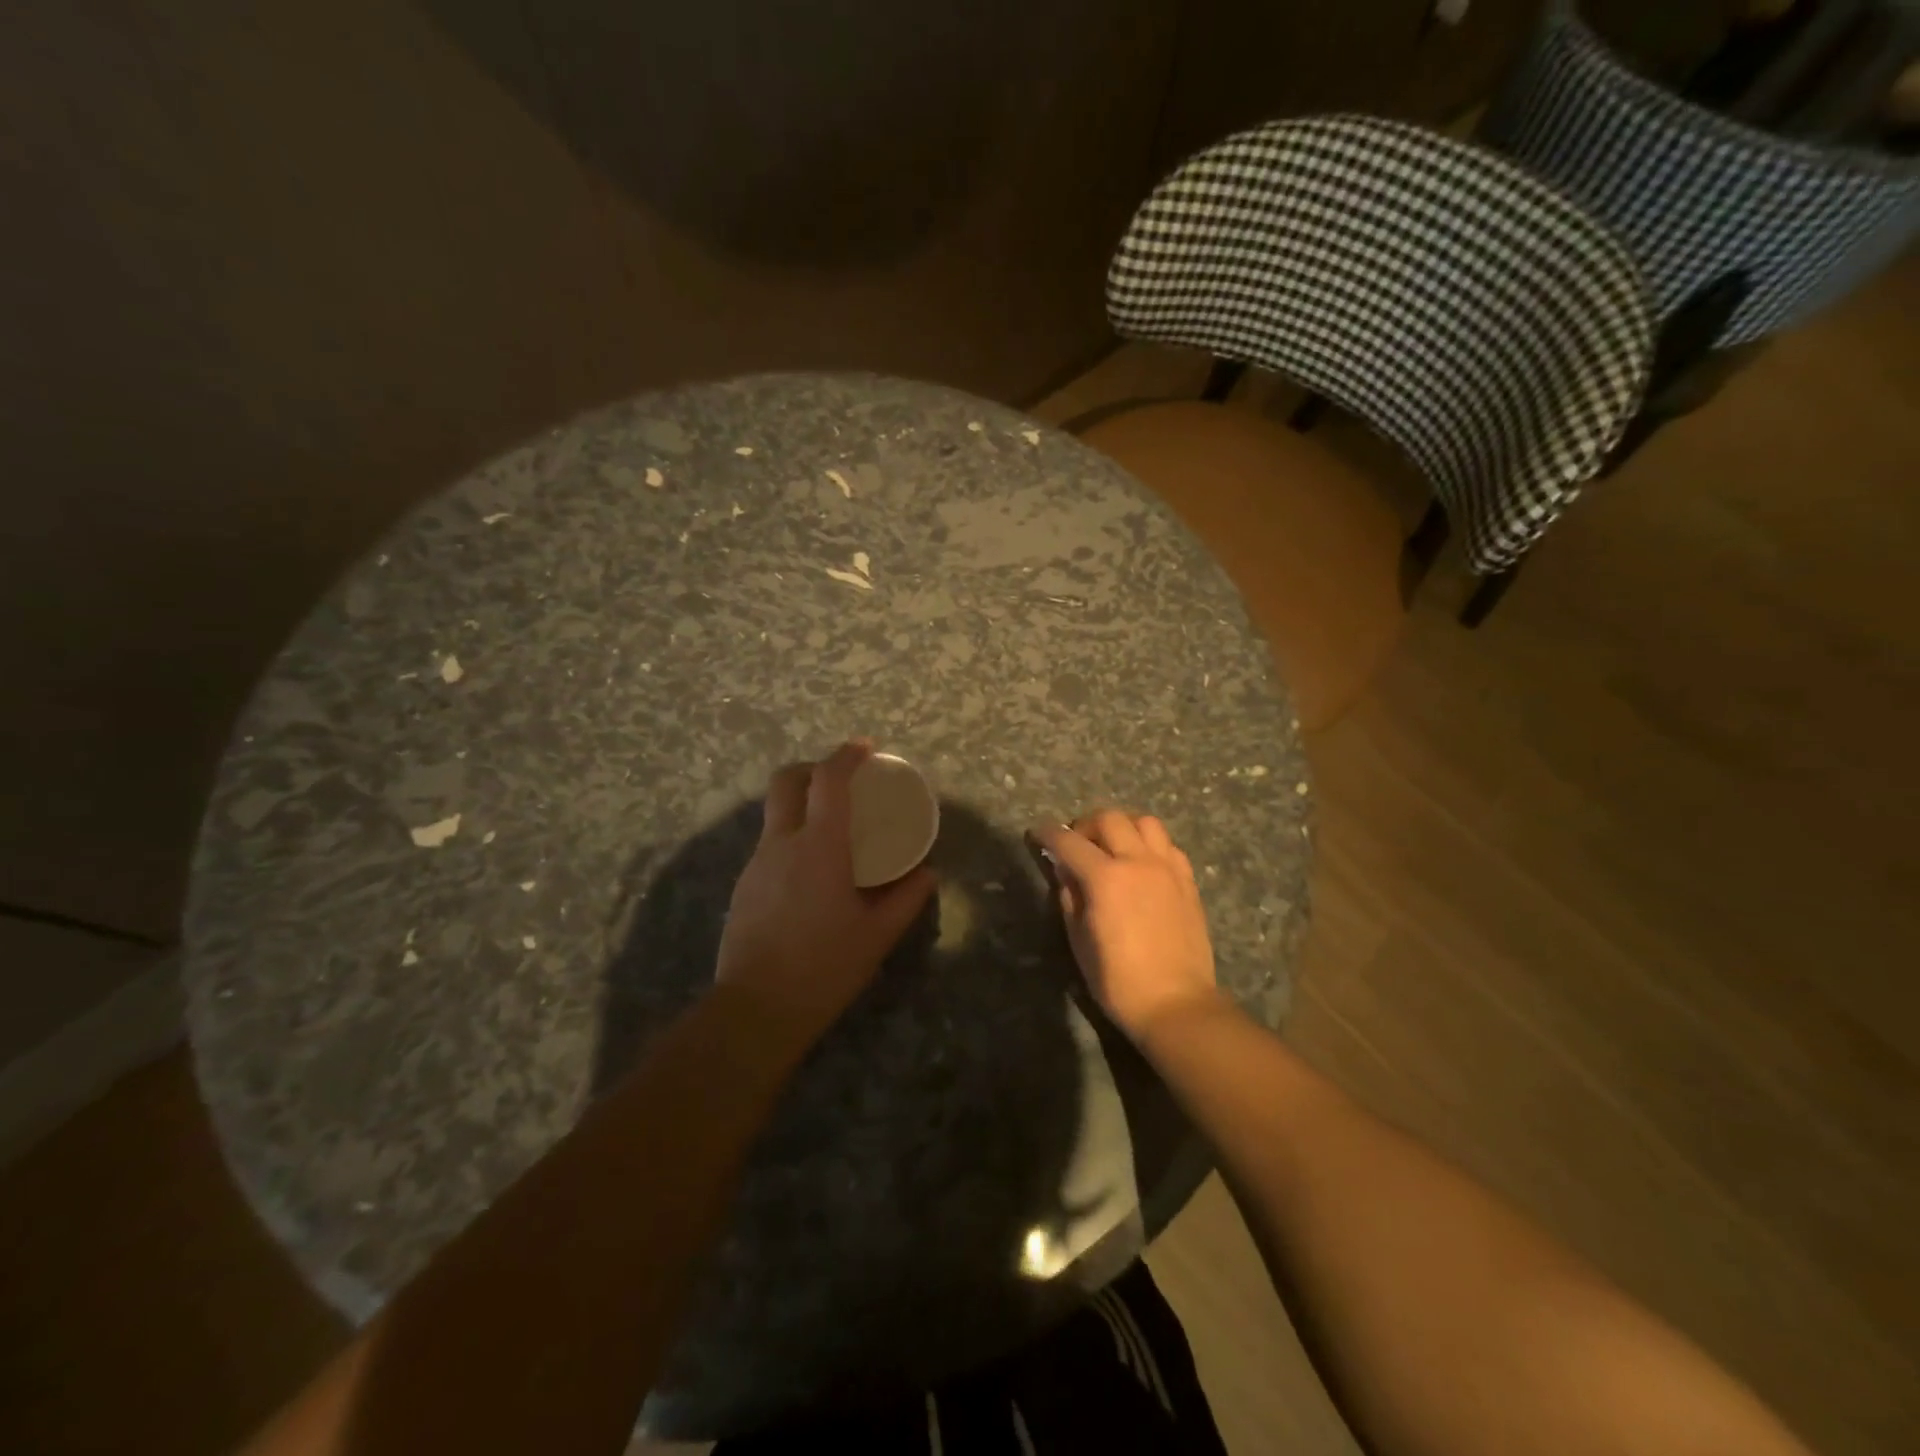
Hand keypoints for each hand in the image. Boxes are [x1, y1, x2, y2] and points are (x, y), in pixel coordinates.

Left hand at [715, 740, 936, 1042]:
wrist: (755, 1010)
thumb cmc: (824, 967)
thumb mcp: (876, 936)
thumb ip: (906, 900)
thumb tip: (927, 874)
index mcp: (819, 847)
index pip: (828, 781)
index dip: (846, 756)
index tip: (865, 748)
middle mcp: (781, 844)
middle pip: (786, 782)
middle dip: (811, 768)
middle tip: (840, 781)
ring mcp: (756, 865)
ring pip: (774, 815)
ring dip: (801, 807)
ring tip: (831, 833)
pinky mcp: (743, 888)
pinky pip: (769, 846)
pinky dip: (791, 839)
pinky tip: (810, 874)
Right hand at [1032, 810, 1221, 1040]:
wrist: (1176, 1004)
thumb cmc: (1118, 980)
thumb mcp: (1080, 940)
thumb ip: (1070, 897)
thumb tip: (1064, 870)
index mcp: (1106, 878)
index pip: (1069, 842)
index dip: (1048, 834)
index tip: (1037, 834)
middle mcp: (1138, 862)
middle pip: (1109, 818)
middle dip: (1085, 824)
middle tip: (1076, 843)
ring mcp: (1167, 868)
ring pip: (1144, 822)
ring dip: (1122, 826)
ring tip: (1112, 845)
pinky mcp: (1187, 881)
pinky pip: (1168, 845)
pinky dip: (1149, 844)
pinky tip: (1142, 863)